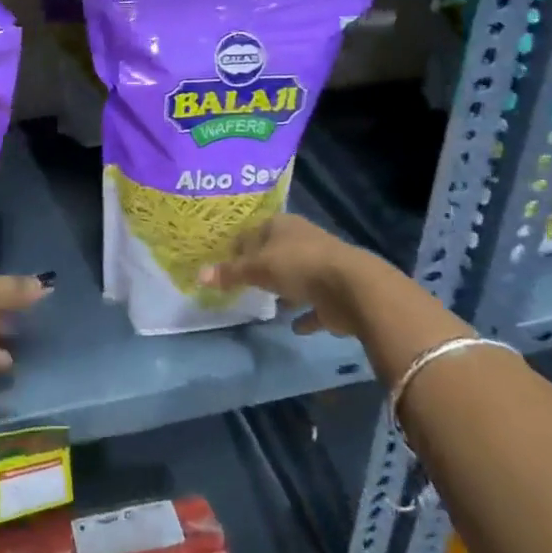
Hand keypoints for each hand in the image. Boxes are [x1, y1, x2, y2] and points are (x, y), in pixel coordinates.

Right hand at [203, 214, 373, 338]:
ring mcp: (322, 267)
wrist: (353, 288)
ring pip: (297, 276)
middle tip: (243, 281)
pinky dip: (306, 314)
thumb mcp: (257, 268)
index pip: (254, 231)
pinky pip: (314, 305)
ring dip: (285, 288)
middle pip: (276, 252)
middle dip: (263, 265)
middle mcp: (302, 241)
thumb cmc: (298, 266)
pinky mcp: (335, 294)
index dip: (239, 245)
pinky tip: (294, 326)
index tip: (225, 260)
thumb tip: (198, 275)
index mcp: (282, 226)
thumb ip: (231, 273)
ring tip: (268, 302)